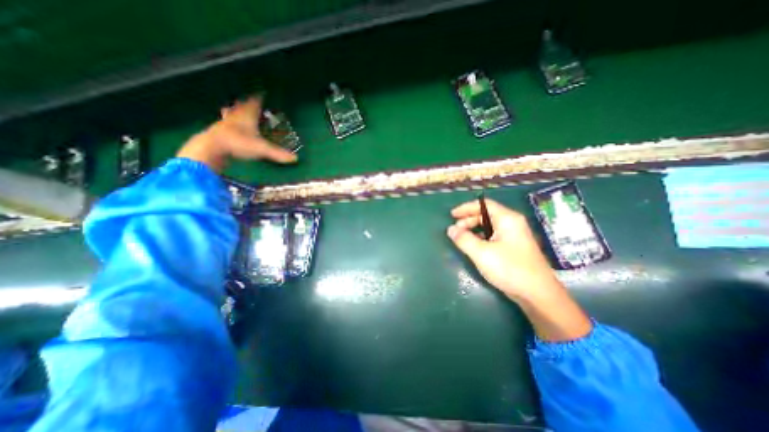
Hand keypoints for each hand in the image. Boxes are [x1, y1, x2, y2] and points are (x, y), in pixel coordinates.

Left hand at [177, 95, 296, 171]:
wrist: (212, 147)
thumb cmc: (239, 143)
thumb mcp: (262, 149)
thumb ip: (278, 154)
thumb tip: (295, 158)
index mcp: (247, 116)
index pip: (254, 103)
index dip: (259, 98)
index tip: (262, 93)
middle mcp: (236, 116)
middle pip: (241, 105)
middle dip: (246, 103)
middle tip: (249, 101)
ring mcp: (225, 122)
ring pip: (230, 112)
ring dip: (234, 110)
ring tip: (233, 109)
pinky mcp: (218, 130)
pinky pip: (224, 122)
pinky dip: (227, 121)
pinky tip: (226, 125)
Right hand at [446, 198, 559, 299]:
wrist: (538, 295)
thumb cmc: (509, 269)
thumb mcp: (481, 253)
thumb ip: (463, 239)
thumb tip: (450, 229)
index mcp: (507, 219)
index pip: (484, 204)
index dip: (466, 208)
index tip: (452, 215)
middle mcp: (512, 223)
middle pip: (486, 214)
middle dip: (468, 220)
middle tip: (455, 230)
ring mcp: (515, 236)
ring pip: (490, 226)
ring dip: (474, 229)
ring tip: (462, 238)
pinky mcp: (514, 247)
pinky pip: (494, 236)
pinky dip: (481, 237)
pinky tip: (474, 247)